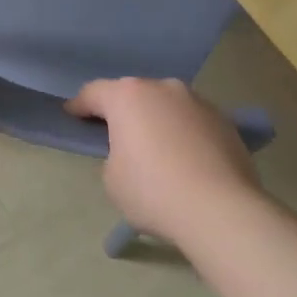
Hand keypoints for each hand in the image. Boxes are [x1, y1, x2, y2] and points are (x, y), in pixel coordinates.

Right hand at [65, 78, 260, 247]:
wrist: (221, 210)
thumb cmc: (154, 192)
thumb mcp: (112, 179)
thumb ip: (114, 154)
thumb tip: (133, 152)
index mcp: (128, 96)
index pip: (94, 92)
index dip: (80, 105)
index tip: (72, 115)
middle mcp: (162, 87)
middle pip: (133, 93)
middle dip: (123, 110)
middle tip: (116, 134)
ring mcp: (196, 100)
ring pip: (166, 104)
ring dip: (157, 119)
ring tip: (157, 148)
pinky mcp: (224, 119)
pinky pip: (192, 121)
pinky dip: (184, 132)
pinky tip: (187, 159)